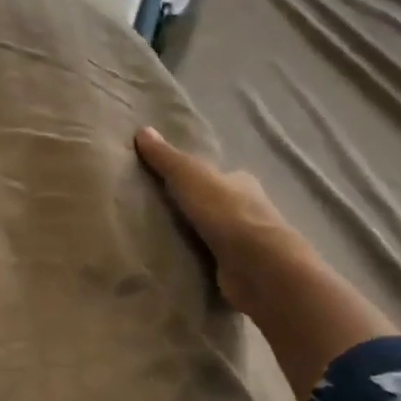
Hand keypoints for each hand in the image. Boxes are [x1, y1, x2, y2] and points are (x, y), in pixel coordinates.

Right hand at [136, 125, 396, 396]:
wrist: (258, 266)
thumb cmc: (226, 214)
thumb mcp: (189, 177)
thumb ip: (166, 158)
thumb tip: (142, 130)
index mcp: (242, 183)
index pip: (220, 176)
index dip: (199, 178)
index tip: (174, 185)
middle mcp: (250, 210)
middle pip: (220, 205)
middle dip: (199, 209)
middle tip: (164, 214)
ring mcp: (249, 243)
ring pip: (219, 234)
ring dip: (200, 237)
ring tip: (165, 241)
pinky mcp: (243, 270)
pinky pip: (217, 261)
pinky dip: (203, 261)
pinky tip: (182, 265)